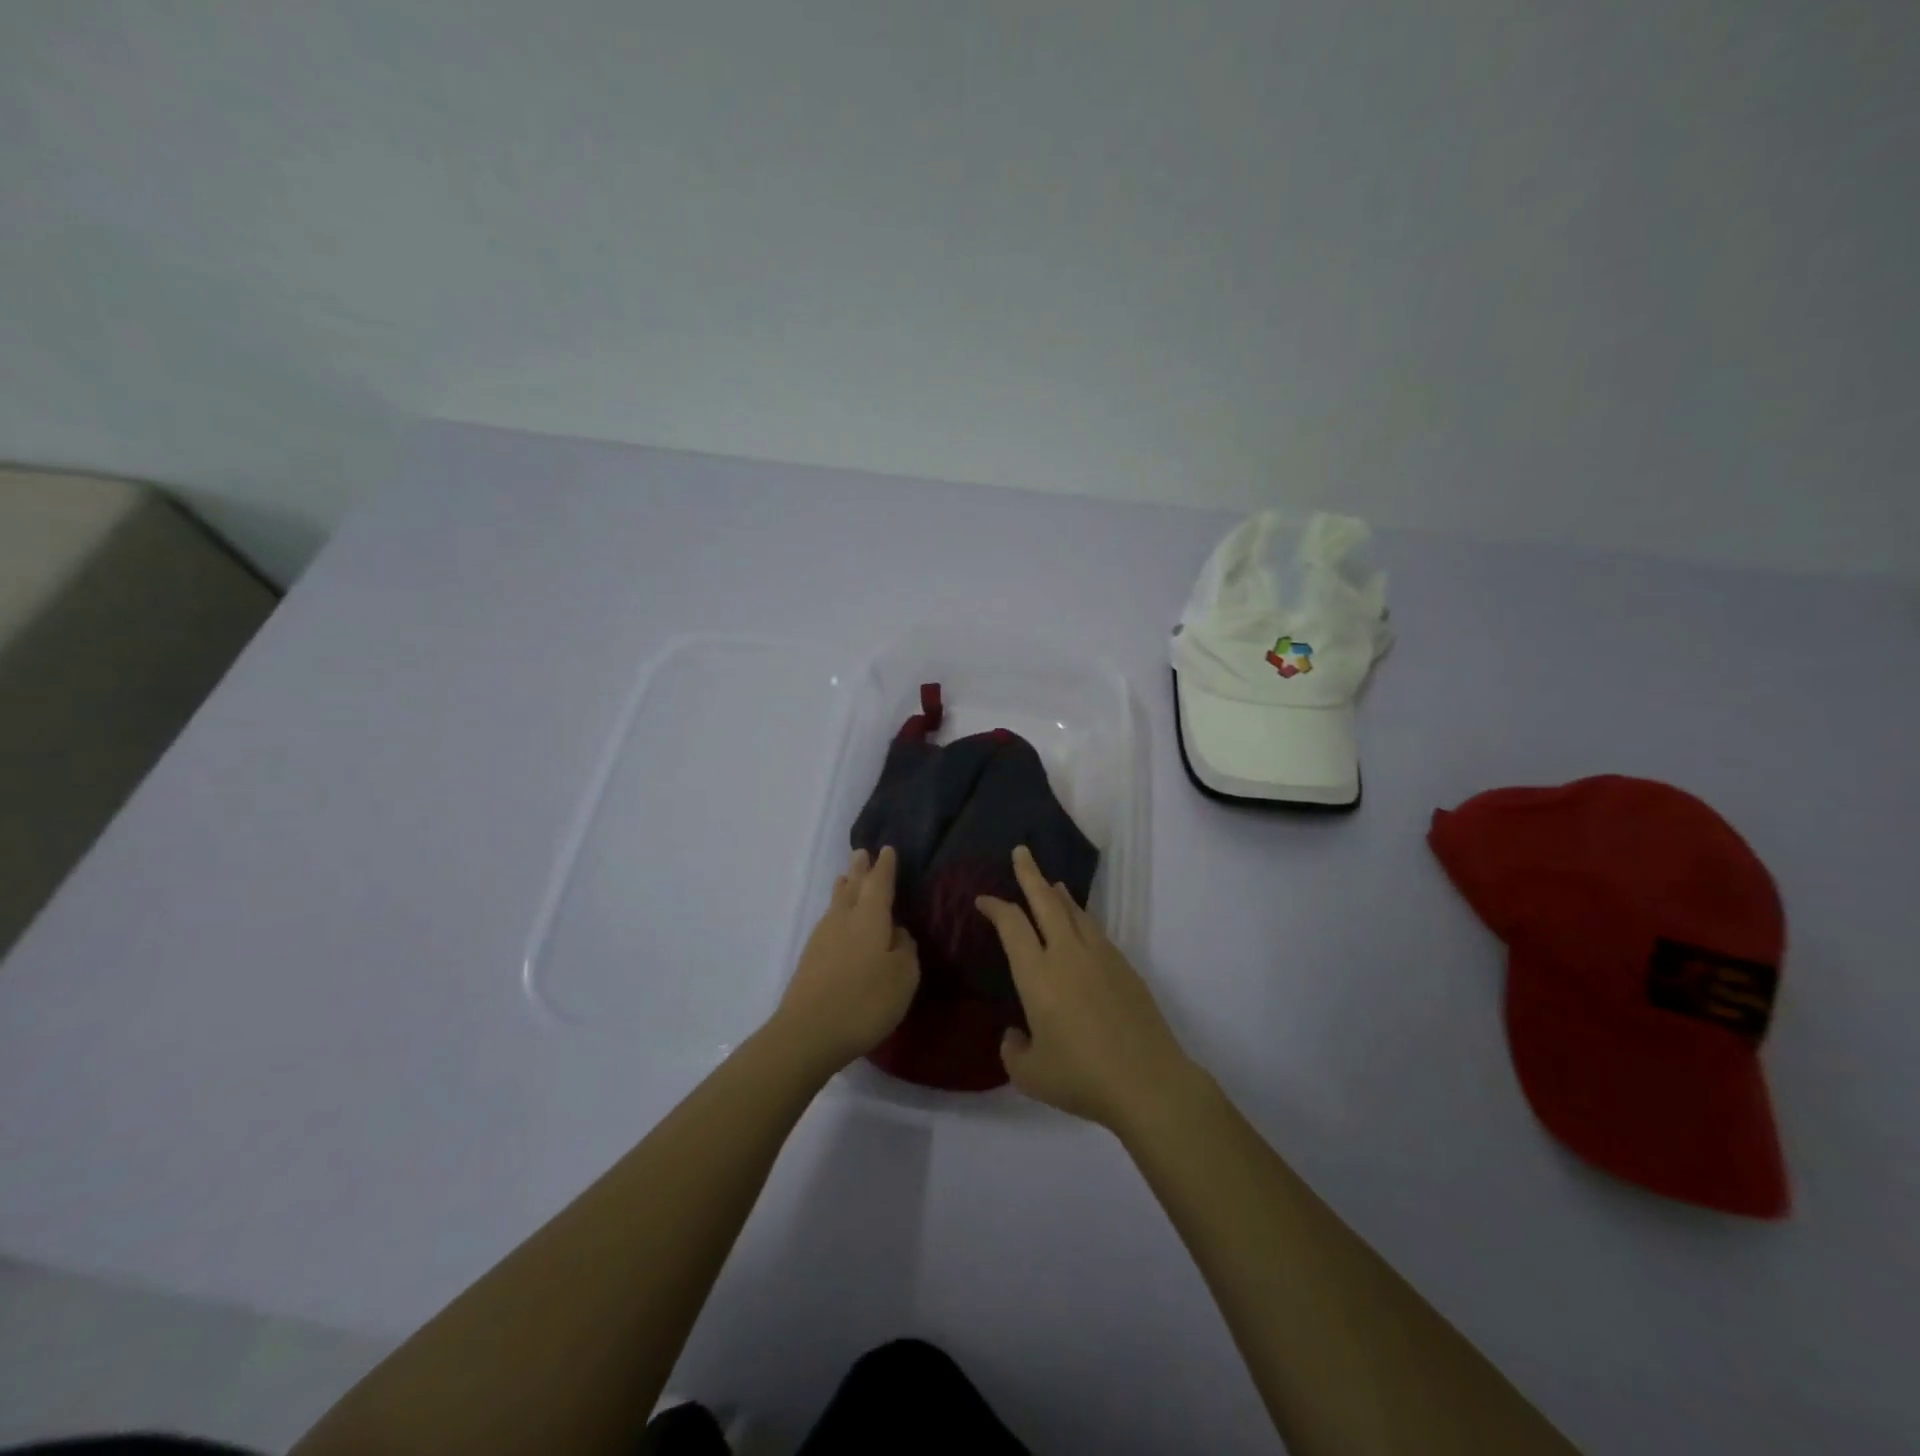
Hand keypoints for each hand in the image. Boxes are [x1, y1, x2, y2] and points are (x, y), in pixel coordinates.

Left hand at [775, 847, 919, 1072]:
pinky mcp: (810, 958)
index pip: (880, 882)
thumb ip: (905, 948)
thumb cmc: (865, 1000)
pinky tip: (838, 921)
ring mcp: (822, 938)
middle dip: (860, 870)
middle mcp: (843, 919)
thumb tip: (896, 932)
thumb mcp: (903, 976)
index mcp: (870, 916)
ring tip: (847, 878)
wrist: (808, 1033)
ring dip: (844, 888)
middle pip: (852, 886)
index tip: (887, 850)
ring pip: (836, 903)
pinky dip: (837, 912)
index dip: (885, 867)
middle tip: (862, 853)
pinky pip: (828, 921)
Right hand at [976, 846, 1197, 1133]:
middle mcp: (1067, 955)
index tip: (983, 899)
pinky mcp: (1124, 967)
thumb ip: (1013, 1049)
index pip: (1012, 926)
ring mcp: (1100, 957)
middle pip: (1045, 902)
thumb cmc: (1081, 1077)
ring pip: (1075, 912)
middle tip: (1021, 852)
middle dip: (1030, 874)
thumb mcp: (1030, 1075)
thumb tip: (1016, 1033)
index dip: (995, 907)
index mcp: (1037, 975)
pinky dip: (1081, 918)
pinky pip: (1095, 931)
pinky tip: (1081, 926)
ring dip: (1058, 894)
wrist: (1147, 1081)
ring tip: (1051, 883)